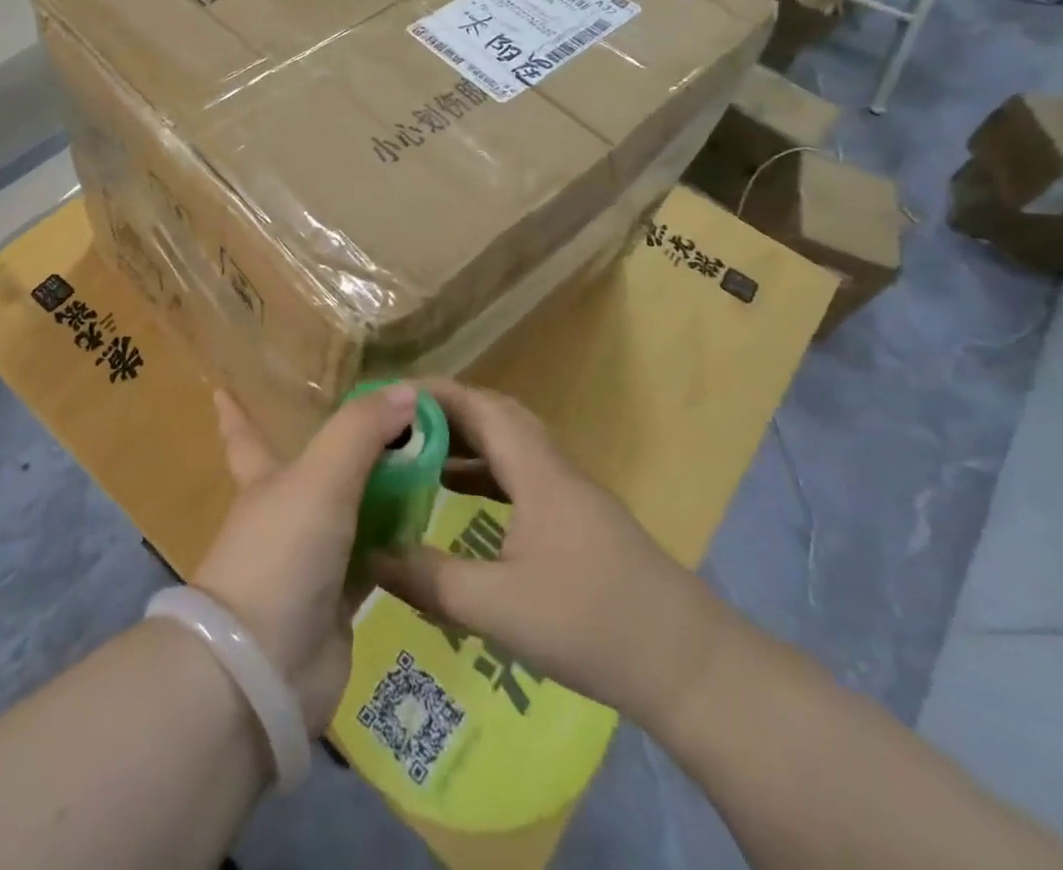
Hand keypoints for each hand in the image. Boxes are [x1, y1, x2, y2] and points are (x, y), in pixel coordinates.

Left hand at [195, 384, 416, 733]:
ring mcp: (312, 560)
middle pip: (316, 471)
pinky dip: (396, 543)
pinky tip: (426, 525)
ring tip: (422, 463)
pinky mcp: (339, 602)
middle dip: (342, 448)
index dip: (235, 412)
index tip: (221, 387)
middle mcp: (286, 514)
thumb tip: (406, 390)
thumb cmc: (280, 553)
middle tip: (385, 421)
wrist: (265, 668)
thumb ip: (361, 431)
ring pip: (350, 514)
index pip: (244, 435)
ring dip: (379, 492)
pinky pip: (374, 559)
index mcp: (265, 479)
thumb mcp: (320, 477)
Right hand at [373, 379, 730, 733]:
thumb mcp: (499, 608)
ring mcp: (572, 496)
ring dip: (466, 444)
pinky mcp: (581, 524)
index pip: (481, 406)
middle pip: (497, 418)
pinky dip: (486, 476)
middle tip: (397, 425)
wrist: (692, 669)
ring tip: (419, 457)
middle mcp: (555, 470)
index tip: (390, 396)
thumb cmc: (592, 625)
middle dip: (445, 414)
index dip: (434, 394)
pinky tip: (463, 501)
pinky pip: (523, 477)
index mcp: (537, 471)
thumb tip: (370, 554)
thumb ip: (430, 579)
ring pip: (512, 448)